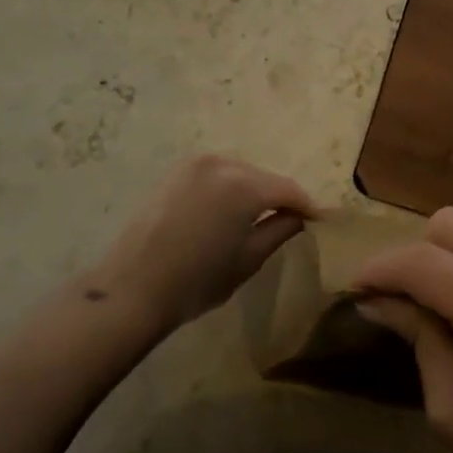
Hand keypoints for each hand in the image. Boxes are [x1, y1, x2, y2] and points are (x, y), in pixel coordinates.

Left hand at [87, 155, 316, 334]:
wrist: (132, 289)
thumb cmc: (198, 280)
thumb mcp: (249, 259)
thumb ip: (280, 230)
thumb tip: (299, 216)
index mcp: (244, 184)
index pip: (288, 189)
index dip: (306, 205)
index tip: (319, 220)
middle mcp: (221, 163)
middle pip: (263, 177)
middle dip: (279, 196)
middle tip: (291, 220)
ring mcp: (193, 165)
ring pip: (239, 173)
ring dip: (253, 190)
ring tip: (258, 216)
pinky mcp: (174, 173)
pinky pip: (214, 175)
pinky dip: (227, 188)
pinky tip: (227, 211)